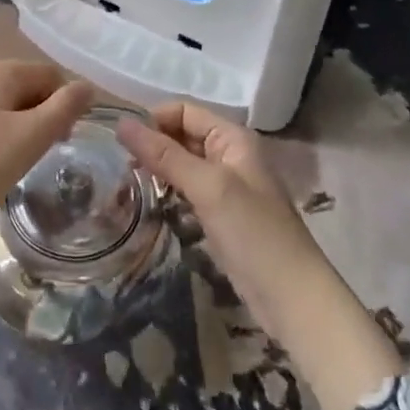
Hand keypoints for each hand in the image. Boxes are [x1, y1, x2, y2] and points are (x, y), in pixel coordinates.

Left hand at [0, 62, 91, 378]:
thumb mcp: (31, 138)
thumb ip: (65, 108)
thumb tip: (87, 86)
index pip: (50, 74)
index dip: (65, 104)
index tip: (63, 141)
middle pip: (25, 88)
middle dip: (41, 118)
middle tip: (40, 157)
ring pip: (2, 108)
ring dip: (18, 132)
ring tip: (13, 167)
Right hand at [117, 101, 402, 409]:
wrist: (292, 298)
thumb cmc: (253, 233)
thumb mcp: (208, 187)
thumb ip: (165, 154)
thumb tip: (121, 122)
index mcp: (233, 138)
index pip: (184, 111)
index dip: (153, 120)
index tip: (120, 142)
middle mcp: (229, 155)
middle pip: (182, 135)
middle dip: (152, 145)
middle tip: (118, 166)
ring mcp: (225, 186)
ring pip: (181, 165)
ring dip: (156, 170)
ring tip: (125, 186)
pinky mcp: (219, 215)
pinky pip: (186, 191)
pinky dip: (166, 192)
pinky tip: (147, 204)